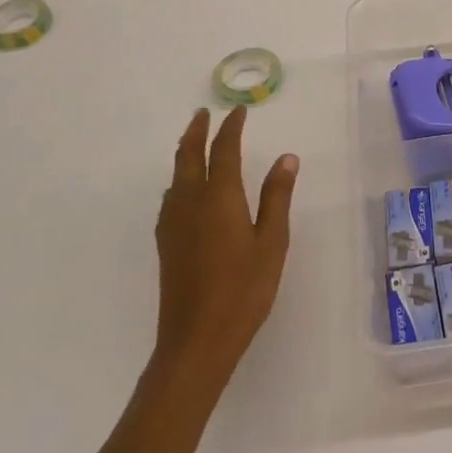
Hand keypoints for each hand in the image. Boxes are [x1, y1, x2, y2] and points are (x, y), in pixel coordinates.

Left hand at [151, 107, 298, 386]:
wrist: (196, 341)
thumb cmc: (243, 290)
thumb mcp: (272, 242)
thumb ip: (277, 197)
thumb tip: (286, 157)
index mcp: (219, 197)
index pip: (224, 150)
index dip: (231, 127)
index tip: (238, 111)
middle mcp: (191, 202)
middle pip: (188, 156)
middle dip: (196, 131)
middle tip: (204, 114)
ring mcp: (173, 224)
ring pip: (175, 176)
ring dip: (185, 152)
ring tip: (195, 143)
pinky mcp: (166, 244)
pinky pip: (171, 197)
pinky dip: (179, 179)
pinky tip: (184, 190)